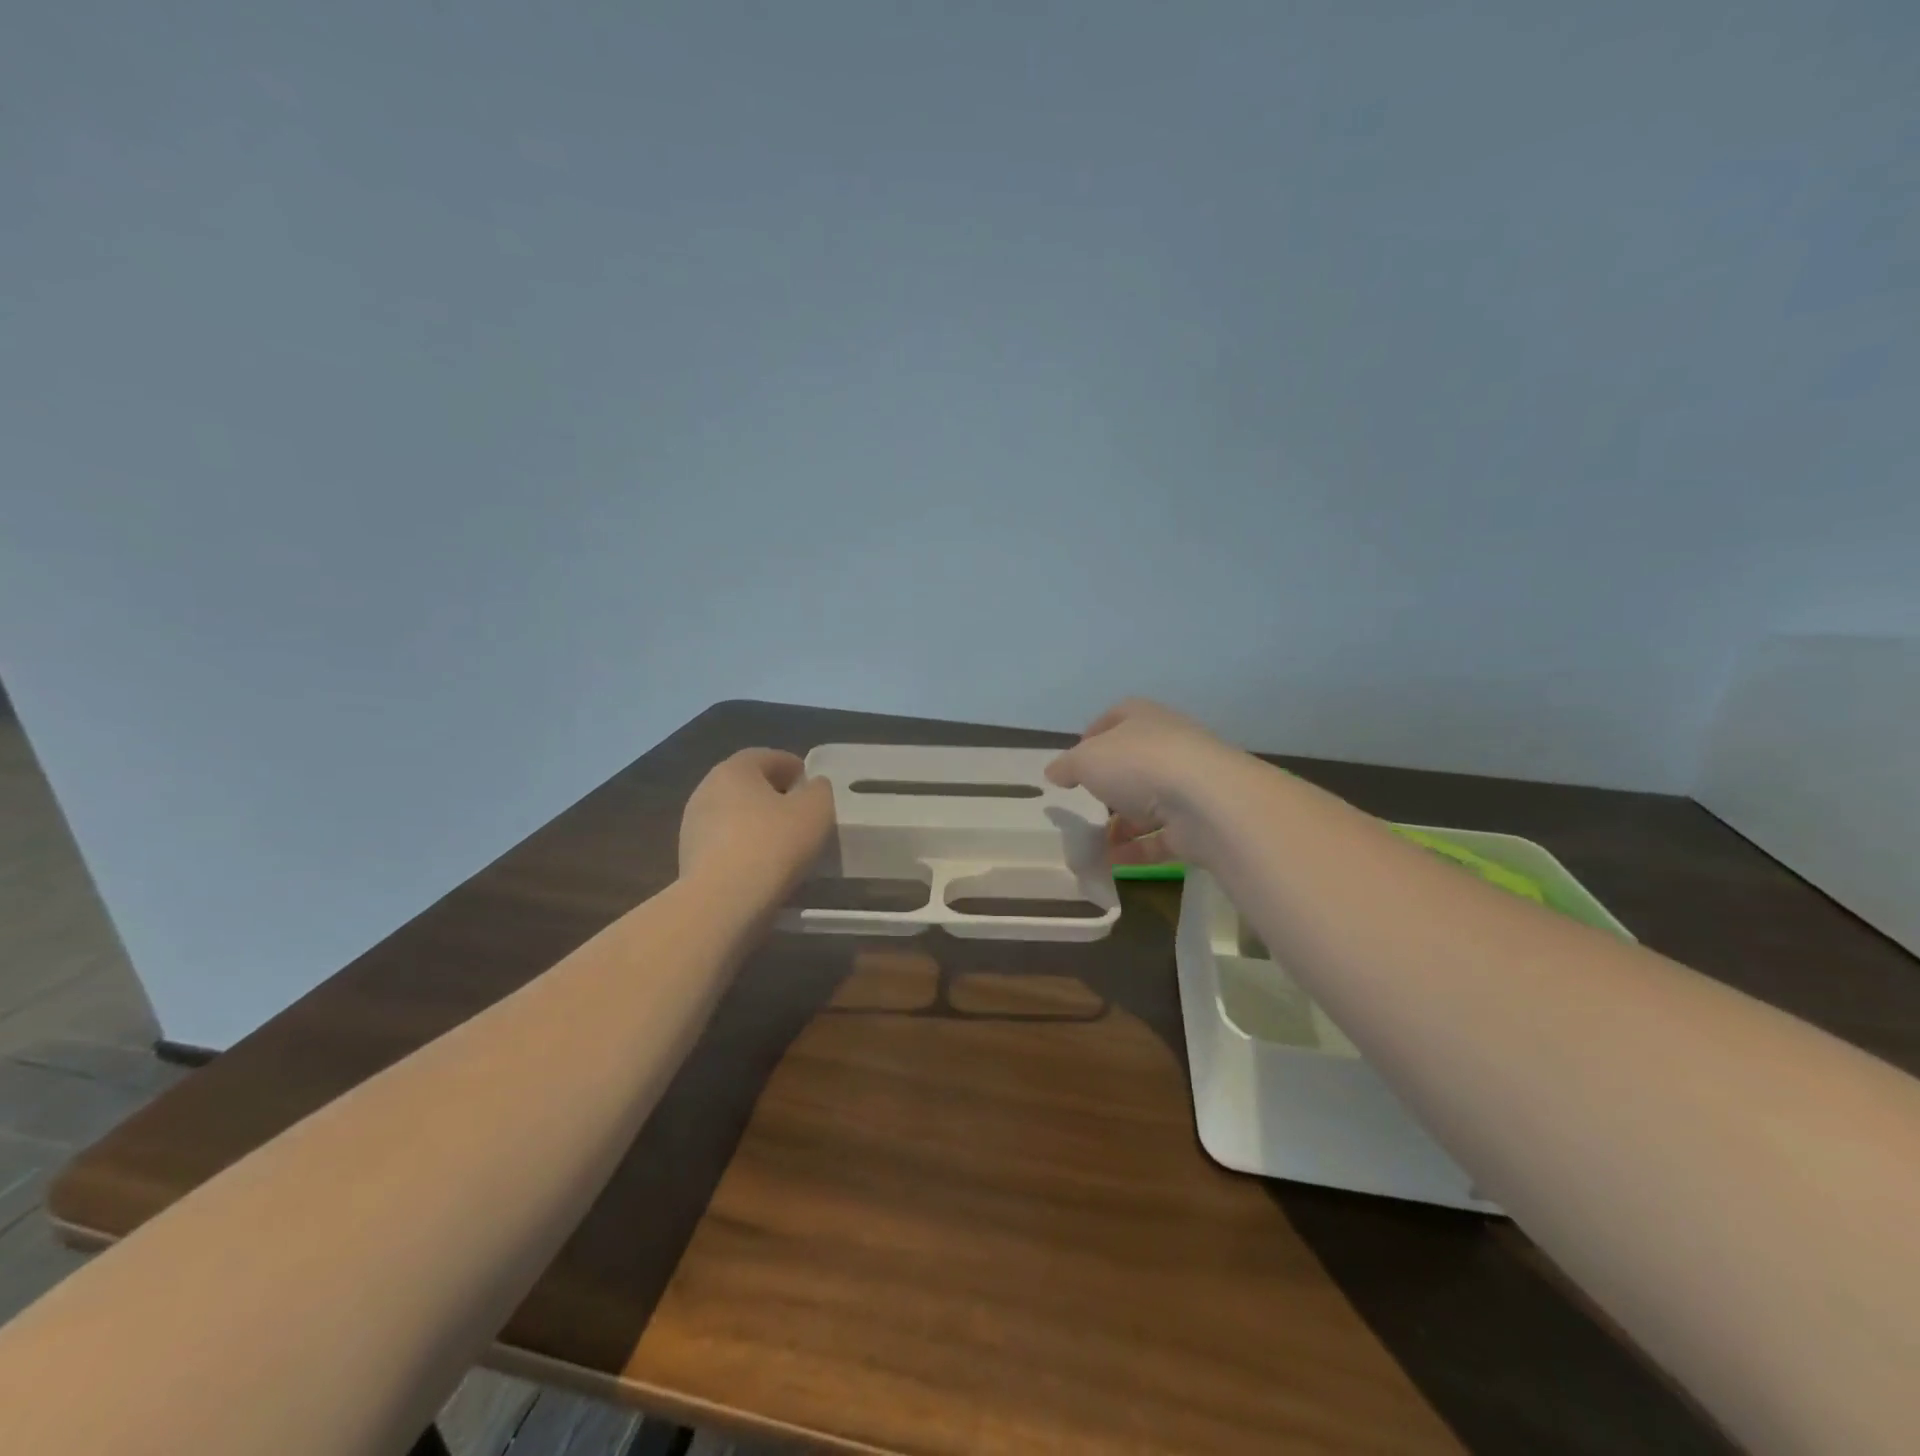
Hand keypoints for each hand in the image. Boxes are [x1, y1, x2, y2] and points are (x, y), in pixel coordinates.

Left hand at [679, 749, 834, 904]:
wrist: (722, 902)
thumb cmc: (773, 844)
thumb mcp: (815, 810)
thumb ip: (819, 790)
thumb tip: (811, 787)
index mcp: (734, 770)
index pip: (766, 756)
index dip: (792, 766)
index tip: (810, 784)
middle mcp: (706, 790)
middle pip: (746, 785)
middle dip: (773, 794)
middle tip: (800, 813)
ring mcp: (693, 826)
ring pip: (734, 815)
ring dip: (756, 823)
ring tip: (784, 843)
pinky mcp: (688, 859)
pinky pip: (725, 844)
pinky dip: (744, 848)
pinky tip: (762, 866)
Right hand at [1045, 699, 1241, 866]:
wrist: (1206, 801)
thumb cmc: (1138, 764)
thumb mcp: (1086, 760)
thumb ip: (1067, 765)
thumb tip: (1054, 772)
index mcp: (1144, 718)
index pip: (1116, 718)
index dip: (1093, 736)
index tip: (1074, 761)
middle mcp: (1170, 744)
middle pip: (1134, 762)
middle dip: (1109, 785)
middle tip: (1084, 804)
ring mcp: (1189, 784)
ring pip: (1149, 802)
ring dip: (1122, 823)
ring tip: (1093, 843)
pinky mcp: (1199, 821)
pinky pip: (1161, 836)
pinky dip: (1136, 850)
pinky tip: (1110, 865)